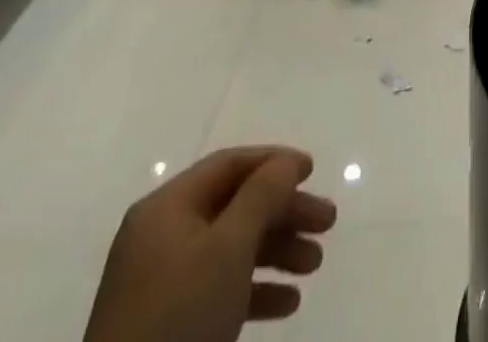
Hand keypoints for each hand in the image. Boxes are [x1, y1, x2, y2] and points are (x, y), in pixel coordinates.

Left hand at [84, 146, 337, 341]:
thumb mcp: (229, 247)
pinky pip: (218, 289)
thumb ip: (263, 195)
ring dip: (277, 251)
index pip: (229, 165)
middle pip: (234, 206)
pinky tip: (288, 303)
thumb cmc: (179, 315)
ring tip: (315, 265)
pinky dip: (255, 290)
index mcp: (167, 207)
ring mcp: (160, 283)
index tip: (313, 172)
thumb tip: (286, 162)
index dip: (274, 162)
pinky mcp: (166, 326)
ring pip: (230, 249)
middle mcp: (161, 236)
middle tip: (327, 223)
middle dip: (284, 212)